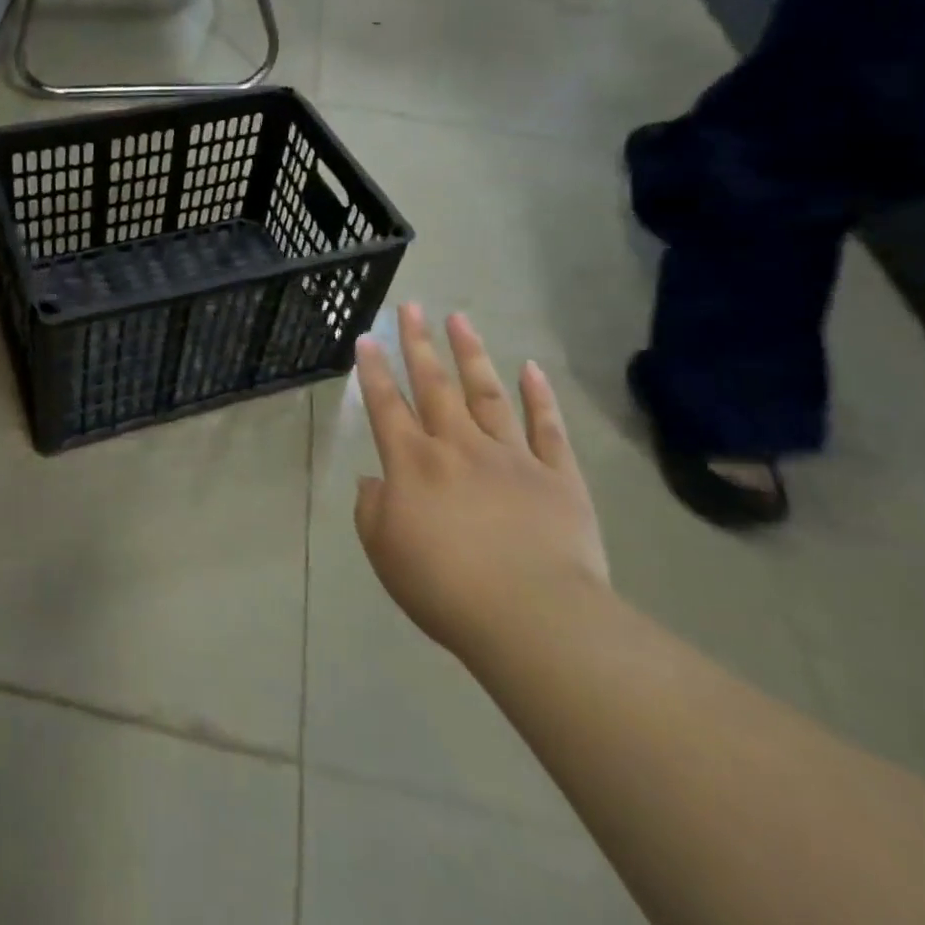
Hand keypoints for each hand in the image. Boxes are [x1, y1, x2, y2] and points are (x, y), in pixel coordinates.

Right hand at [353, 306, 608, 664]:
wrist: (533, 617)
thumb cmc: (445, 588)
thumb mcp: (385, 553)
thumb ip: (373, 510)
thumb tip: (374, 481)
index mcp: (413, 464)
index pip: (386, 406)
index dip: (373, 370)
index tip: (367, 337)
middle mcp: (458, 446)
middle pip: (434, 385)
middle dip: (418, 343)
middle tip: (412, 307)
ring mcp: (511, 456)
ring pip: (487, 393)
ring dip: (471, 354)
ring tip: (460, 319)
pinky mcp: (557, 476)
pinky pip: (547, 428)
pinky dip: (540, 397)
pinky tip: (531, 369)